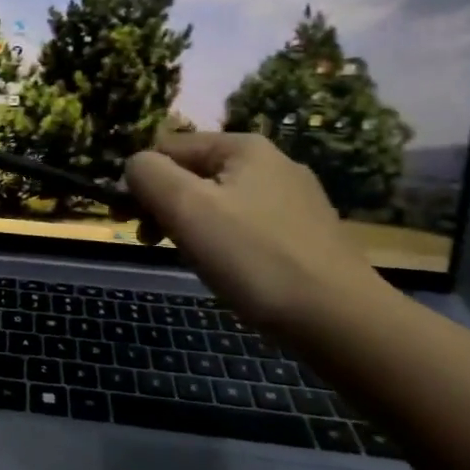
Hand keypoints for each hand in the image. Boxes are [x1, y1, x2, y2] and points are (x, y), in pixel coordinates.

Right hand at [126, 131, 389, 330]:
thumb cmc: (253, 257)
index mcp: (244, 147)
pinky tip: (225, 270)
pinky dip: (222, 242)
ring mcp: (294, 200)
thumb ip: (148, 174)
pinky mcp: (306, 236)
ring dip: (190, 225)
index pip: (168, 147)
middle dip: (164, 204)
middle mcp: (272, 163)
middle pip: (193, 173)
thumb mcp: (186, 207)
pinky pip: (244, 226)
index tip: (128, 220)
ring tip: (187, 258)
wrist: (341, 322)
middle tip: (149, 240)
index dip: (141, 180)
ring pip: (217, 202)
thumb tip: (135, 166)